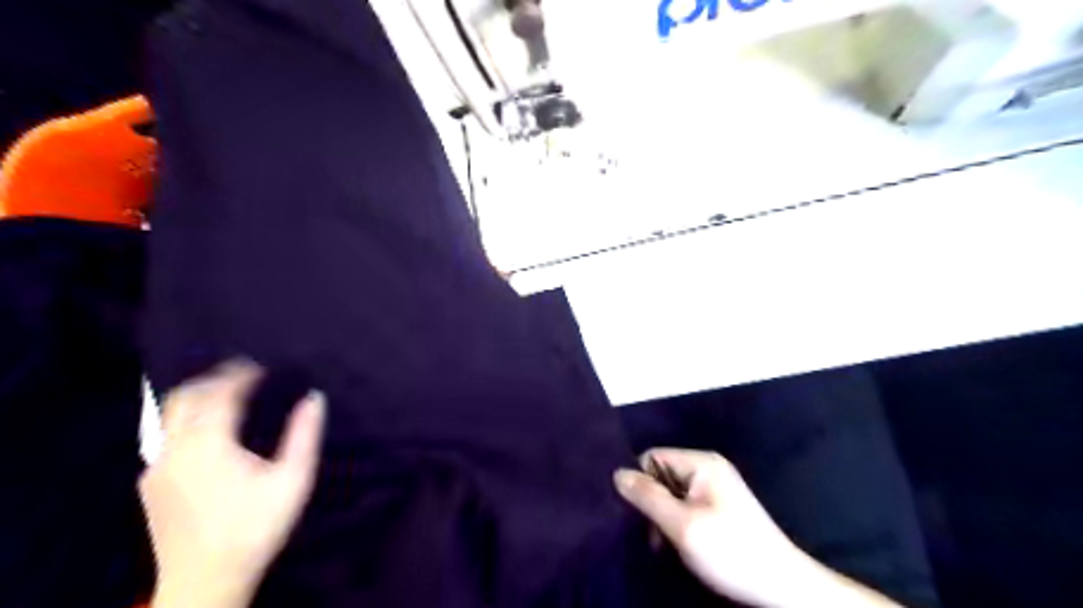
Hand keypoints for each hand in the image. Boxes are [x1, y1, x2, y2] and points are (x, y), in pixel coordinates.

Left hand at [141, 361, 324, 607]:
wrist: (206, 581)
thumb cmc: (256, 527)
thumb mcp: (293, 479)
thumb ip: (304, 435)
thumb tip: (314, 398)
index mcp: (210, 445)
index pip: (221, 395)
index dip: (241, 375)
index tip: (260, 366)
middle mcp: (175, 450)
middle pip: (184, 397)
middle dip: (213, 379)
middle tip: (241, 373)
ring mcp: (157, 468)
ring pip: (169, 417)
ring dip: (198, 398)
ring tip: (226, 394)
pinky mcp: (150, 486)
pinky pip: (165, 439)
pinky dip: (187, 421)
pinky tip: (208, 433)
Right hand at [612, 448, 902, 606]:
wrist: (782, 586)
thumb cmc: (731, 551)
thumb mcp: (683, 525)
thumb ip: (648, 497)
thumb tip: (617, 473)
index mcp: (701, 463)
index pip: (652, 457)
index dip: (640, 482)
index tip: (636, 513)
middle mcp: (708, 468)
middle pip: (661, 474)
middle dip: (651, 502)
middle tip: (653, 534)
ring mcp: (715, 487)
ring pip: (671, 492)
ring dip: (663, 516)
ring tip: (665, 544)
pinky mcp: (719, 506)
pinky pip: (685, 504)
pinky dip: (677, 522)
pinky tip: (678, 544)